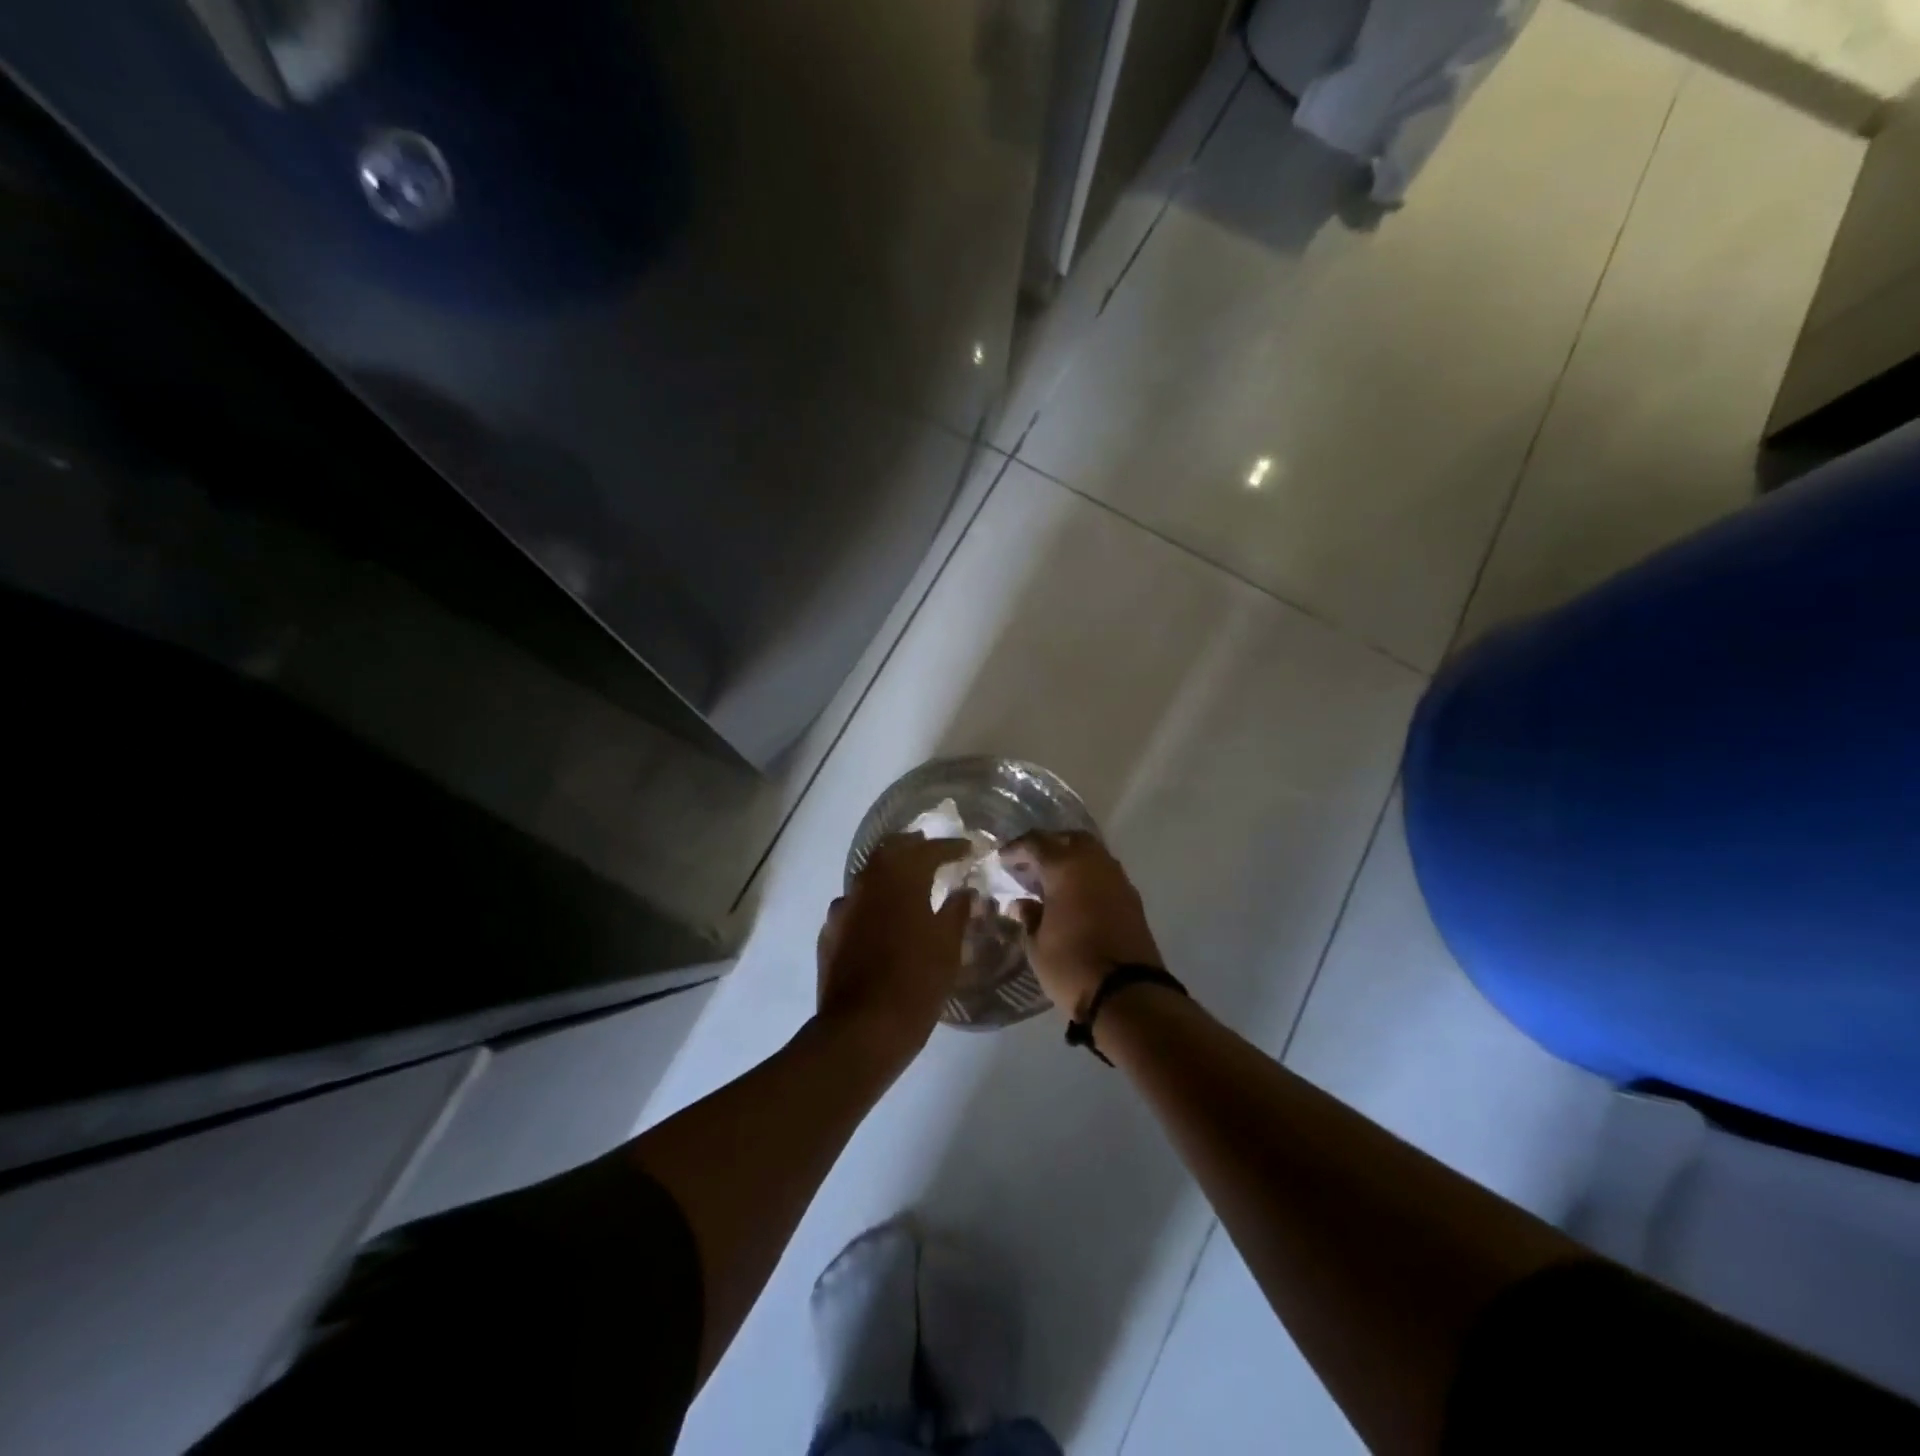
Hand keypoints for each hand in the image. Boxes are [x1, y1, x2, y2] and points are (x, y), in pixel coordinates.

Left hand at [816, 834, 973, 1064]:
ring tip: (909, 884)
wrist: (861, 1030)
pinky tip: (881, 919)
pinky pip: (854, 907)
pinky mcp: (829, 934)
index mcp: (899, 880)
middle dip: (913, 848)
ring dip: (889, 874)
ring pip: (868, 878)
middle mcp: (866, 884)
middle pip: (890, 852)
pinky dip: (872, 903)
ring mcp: (842, 909)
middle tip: (933, 852)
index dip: (950, 847)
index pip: (928, 851)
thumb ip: (957, 911)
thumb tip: (964, 891)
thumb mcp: (948, 947)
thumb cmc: (915, 982)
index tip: (967, 849)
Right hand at [1001, 831, 1163, 1020]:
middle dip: (1049, 846)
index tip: (1002, 859)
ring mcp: (1118, 879)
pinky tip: (1075, 896)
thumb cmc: (1072, 966)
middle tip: (1030, 865)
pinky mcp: (1132, 898)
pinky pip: (1105, 873)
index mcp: (1066, 867)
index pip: (1036, 843)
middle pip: (1069, 839)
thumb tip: (1022, 903)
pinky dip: (1088, 876)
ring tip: (1052, 881)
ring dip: (1071, 859)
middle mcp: (1094, 863)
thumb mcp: (1037, 945)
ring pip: (1092, 853)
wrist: (1128, 994)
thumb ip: (1029, 917)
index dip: (1016, 848)